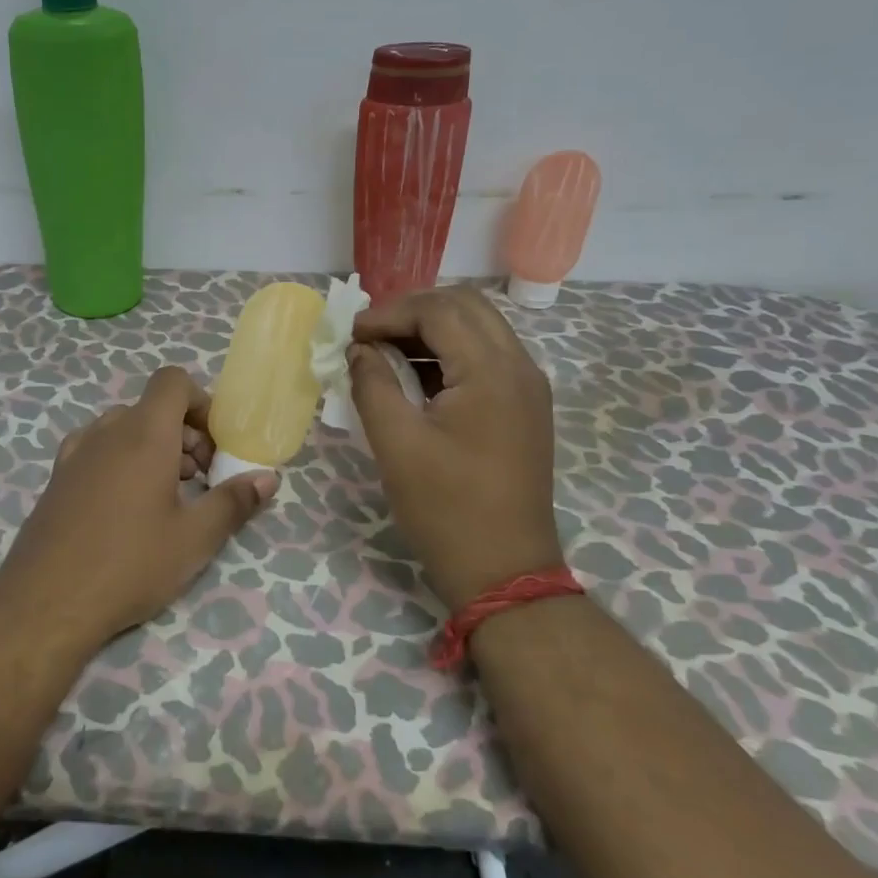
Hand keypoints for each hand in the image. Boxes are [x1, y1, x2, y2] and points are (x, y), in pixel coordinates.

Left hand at [0, 366, 276, 649]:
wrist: (45, 603)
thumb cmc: (130, 564)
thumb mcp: (194, 539)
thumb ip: (233, 502)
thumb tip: (267, 478)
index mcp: (144, 434)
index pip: (172, 381)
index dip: (200, 402)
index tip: (216, 444)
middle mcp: (106, 431)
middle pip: (152, 408)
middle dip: (184, 433)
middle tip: (200, 478)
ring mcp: (76, 453)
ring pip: (124, 429)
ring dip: (153, 448)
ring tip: (168, 497)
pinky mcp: (57, 478)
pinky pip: (98, 449)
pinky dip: (121, 461)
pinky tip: (126, 508)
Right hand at [348, 286, 563, 613]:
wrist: (504, 571)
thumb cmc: (446, 508)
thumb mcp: (396, 443)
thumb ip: (372, 384)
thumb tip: (358, 349)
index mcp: (491, 371)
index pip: (439, 311)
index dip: (389, 313)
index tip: (349, 334)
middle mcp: (519, 367)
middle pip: (466, 306)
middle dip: (412, 311)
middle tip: (370, 335)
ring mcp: (527, 388)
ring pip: (479, 329)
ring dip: (431, 330)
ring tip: (385, 352)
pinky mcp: (524, 408)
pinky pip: (487, 358)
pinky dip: (449, 354)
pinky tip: (415, 378)